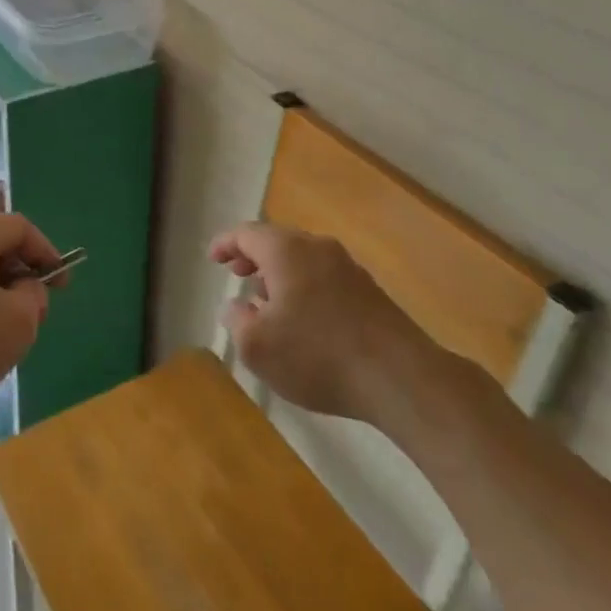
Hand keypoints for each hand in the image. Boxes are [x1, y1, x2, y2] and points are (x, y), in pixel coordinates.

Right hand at [210, 221, 426, 421]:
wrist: (398, 376)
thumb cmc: (316, 355)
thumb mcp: (257, 346)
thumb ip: (237, 321)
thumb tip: (235, 306)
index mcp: (286, 250)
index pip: (247, 233)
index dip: (225, 243)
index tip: (212, 258)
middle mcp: (317, 247)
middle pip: (277, 241)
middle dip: (253, 256)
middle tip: (236, 273)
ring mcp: (347, 267)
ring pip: (303, 258)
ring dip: (280, 273)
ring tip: (266, 299)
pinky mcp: (369, 291)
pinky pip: (324, 276)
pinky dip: (304, 286)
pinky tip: (302, 318)